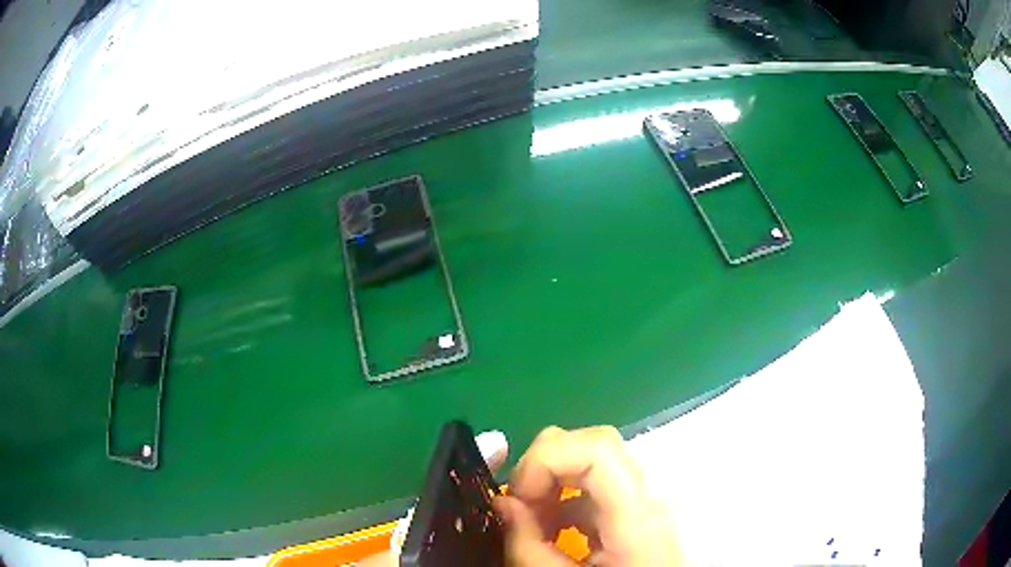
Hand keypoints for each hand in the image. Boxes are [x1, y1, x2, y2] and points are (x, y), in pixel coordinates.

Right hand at [494, 426, 681, 565]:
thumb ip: (528, 547)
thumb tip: (504, 503)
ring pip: (594, 463)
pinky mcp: (637, 513)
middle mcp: (649, 498)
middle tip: (520, 507)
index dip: (546, 458)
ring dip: (552, 484)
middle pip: (595, 445)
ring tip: (534, 525)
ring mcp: (646, 503)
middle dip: (544, 467)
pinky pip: (598, 488)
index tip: (518, 495)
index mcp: (638, 516)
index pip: (597, 447)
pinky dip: (566, 500)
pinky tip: (554, 533)